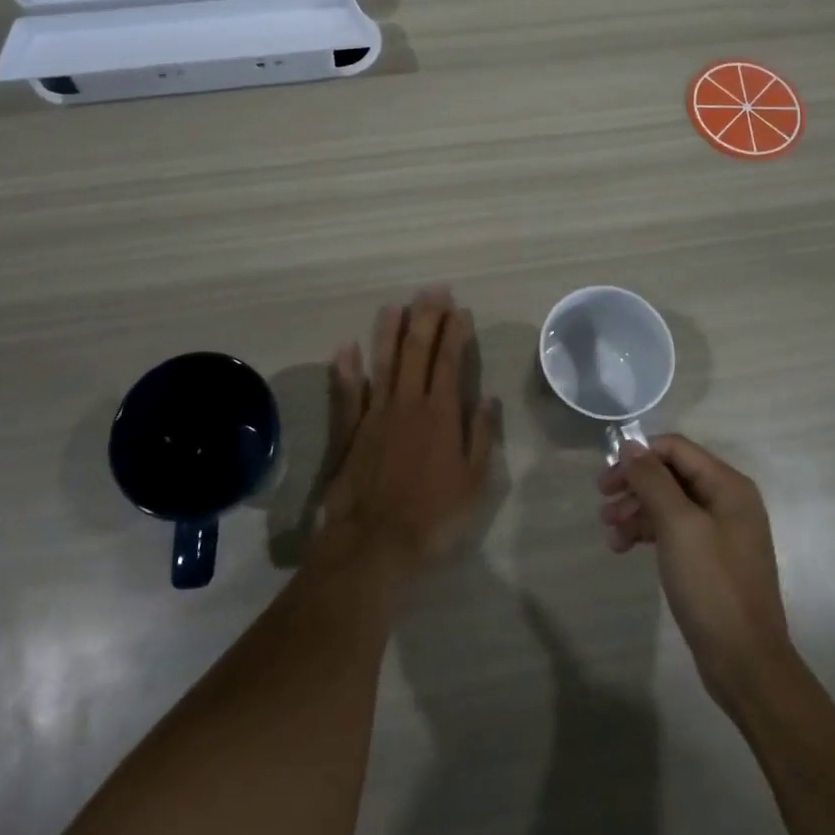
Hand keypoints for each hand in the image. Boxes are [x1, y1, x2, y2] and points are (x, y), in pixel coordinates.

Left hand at [321, 287, 499, 572]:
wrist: (374, 544)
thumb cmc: (433, 517)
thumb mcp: (474, 482)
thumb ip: (481, 436)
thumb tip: (489, 398)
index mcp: (440, 414)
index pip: (450, 361)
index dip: (455, 332)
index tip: (460, 309)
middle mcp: (407, 404)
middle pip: (416, 351)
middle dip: (426, 317)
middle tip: (433, 290)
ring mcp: (374, 415)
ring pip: (382, 362)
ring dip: (388, 331)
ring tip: (394, 305)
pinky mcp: (349, 432)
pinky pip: (346, 394)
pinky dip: (345, 370)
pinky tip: (345, 348)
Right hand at [599, 435, 796, 708]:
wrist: (745, 662)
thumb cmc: (712, 585)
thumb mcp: (678, 525)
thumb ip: (652, 480)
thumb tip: (630, 445)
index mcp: (728, 486)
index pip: (676, 448)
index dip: (640, 455)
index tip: (608, 477)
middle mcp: (728, 501)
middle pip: (671, 475)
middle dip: (635, 485)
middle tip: (602, 503)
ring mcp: (721, 531)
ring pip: (669, 503)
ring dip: (636, 511)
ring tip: (610, 532)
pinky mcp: (711, 559)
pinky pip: (674, 530)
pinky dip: (648, 533)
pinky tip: (624, 547)